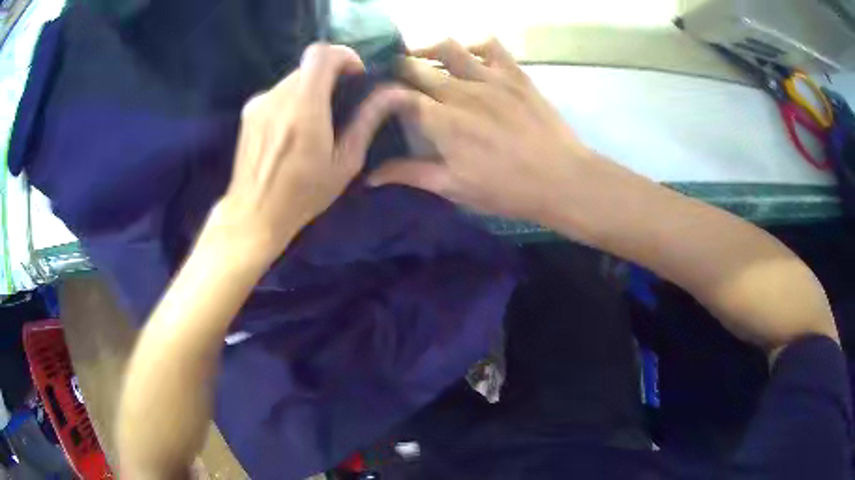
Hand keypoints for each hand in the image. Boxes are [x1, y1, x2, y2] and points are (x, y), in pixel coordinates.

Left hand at [212, 43, 400, 262]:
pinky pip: (277, 93)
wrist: (253, 214)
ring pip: (292, 79)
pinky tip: (291, 131)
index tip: (355, 76)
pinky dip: (291, 101)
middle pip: (308, 66)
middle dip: (329, 76)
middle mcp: (277, 97)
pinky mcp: (248, 112)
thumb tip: (394, 93)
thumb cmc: (303, 195)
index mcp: (304, 107)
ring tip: (315, 122)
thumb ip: (367, 121)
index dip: (343, 55)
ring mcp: (258, 102)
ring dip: (309, 90)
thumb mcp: (344, 163)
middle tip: (339, 104)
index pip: (321, 53)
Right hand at [366, 39, 595, 222]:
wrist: (561, 179)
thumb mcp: (454, 188)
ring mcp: (489, 78)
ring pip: (447, 48)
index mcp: (441, 122)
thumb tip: (370, 176)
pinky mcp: (514, 74)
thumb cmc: (507, 189)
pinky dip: (473, 44)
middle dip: (399, 69)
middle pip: (416, 67)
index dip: (382, 95)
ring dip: (427, 49)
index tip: (378, 99)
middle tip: (396, 77)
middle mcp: (460, 92)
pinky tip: (469, 55)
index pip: (397, 96)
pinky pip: (490, 44)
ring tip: (423, 56)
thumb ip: (410, 174)